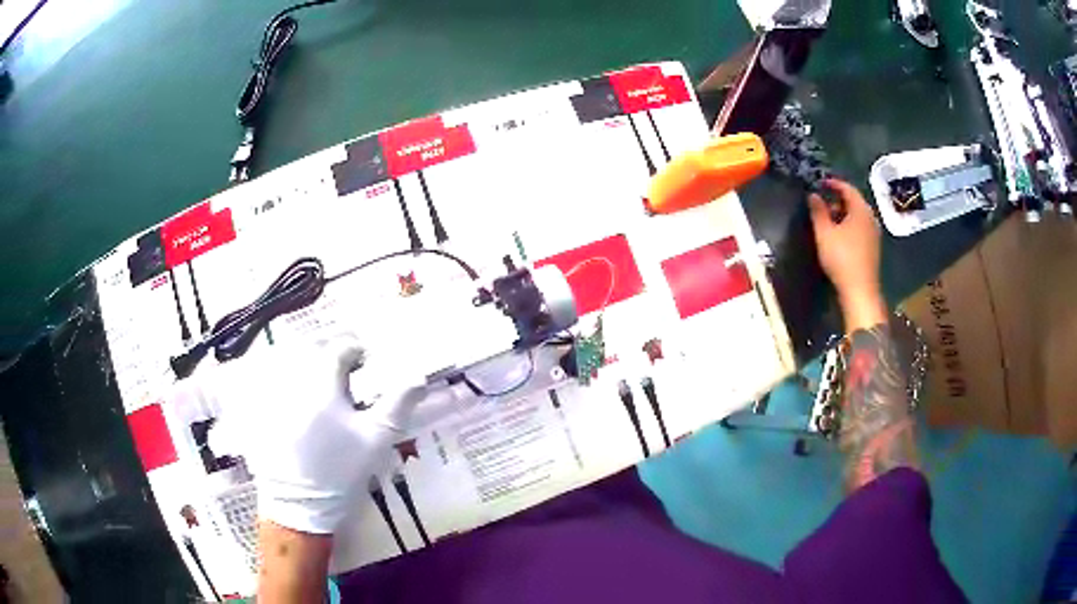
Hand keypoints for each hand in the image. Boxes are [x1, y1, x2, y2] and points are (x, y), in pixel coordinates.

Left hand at [189, 334, 415, 534]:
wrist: (299, 505)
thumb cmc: (341, 471)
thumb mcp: (377, 439)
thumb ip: (398, 403)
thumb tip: (418, 375)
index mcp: (321, 380)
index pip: (341, 348)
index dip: (357, 351)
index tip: (368, 362)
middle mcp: (292, 378)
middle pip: (313, 351)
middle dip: (332, 357)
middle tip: (348, 375)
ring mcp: (272, 393)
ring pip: (290, 363)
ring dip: (309, 367)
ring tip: (323, 387)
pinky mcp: (258, 410)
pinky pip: (270, 382)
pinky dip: (284, 382)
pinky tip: (296, 403)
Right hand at [808, 179, 887, 332]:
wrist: (860, 291)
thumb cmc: (841, 258)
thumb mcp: (824, 233)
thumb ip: (818, 211)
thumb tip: (813, 195)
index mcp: (860, 210)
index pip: (848, 188)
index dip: (833, 183)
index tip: (821, 183)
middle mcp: (870, 218)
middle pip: (854, 201)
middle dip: (838, 199)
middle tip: (822, 203)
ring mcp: (874, 233)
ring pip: (858, 216)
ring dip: (843, 213)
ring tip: (828, 219)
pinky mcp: (873, 247)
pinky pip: (861, 227)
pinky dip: (849, 225)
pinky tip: (839, 235)